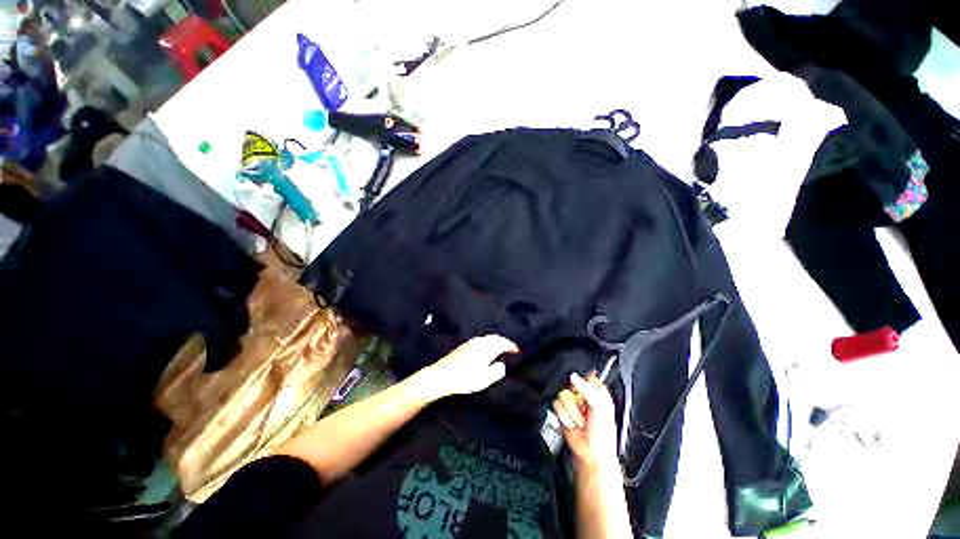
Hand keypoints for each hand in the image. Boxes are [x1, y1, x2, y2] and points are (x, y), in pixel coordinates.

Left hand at [416, 334, 517, 400]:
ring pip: (488, 338)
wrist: (441, 375)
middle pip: (496, 337)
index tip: (518, 352)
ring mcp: (471, 342)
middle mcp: (480, 341)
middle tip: (510, 350)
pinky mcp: (465, 345)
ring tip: (500, 350)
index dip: (512, 346)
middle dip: (504, 342)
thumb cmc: (465, 378)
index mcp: (487, 347)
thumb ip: (497, 371)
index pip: (503, 343)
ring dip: (496, 342)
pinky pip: (481, 340)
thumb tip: (503, 365)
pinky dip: (488, 343)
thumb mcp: (485, 379)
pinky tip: (485, 351)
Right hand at [553, 372, 619, 471]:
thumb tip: (573, 376)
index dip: (582, 381)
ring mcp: (572, 403)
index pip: (585, 375)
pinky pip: (556, 404)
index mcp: (596, 391)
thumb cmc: (603, 435)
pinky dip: (564, 416)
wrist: (590, 454)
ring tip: (579, 421)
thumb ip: (587, 390)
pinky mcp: (562, 411)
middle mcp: (583, 394)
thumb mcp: (600, 408)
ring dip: (571, 411)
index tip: (585, 393)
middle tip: (584, 410)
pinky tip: (572, 423)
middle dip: (576, 400)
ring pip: (562, 394)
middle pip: (570, 384)